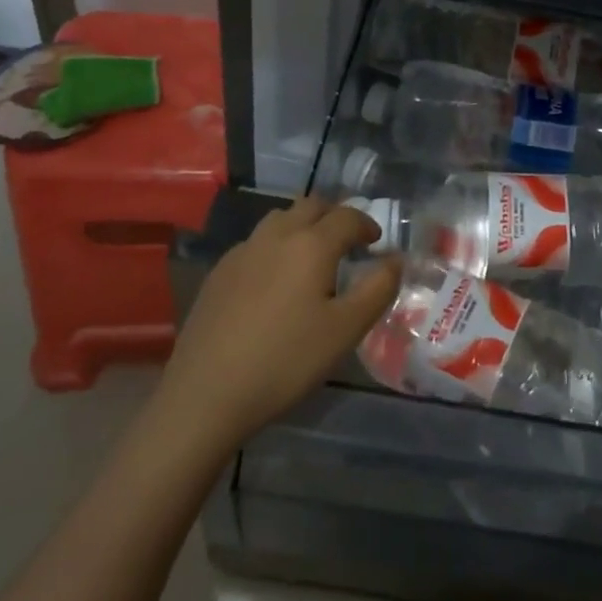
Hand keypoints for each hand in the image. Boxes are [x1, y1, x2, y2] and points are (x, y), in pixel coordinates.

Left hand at [152, 198, 402, 452]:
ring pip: (280, 219)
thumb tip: (396, 259)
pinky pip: (255, 242)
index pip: (347, 216)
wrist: (205, 394)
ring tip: (311, 256)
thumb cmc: (285, 361)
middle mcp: (277, 235)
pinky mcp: (219, 272)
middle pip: (311, 205)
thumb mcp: (345, 330)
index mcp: (312, 244)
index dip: (366, 224)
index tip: (375, 242)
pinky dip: (275, 246)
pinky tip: (273, 280)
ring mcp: (243, 251)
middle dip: (334, 216)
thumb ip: (378, 289)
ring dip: (302, 226)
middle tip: (347, 242)